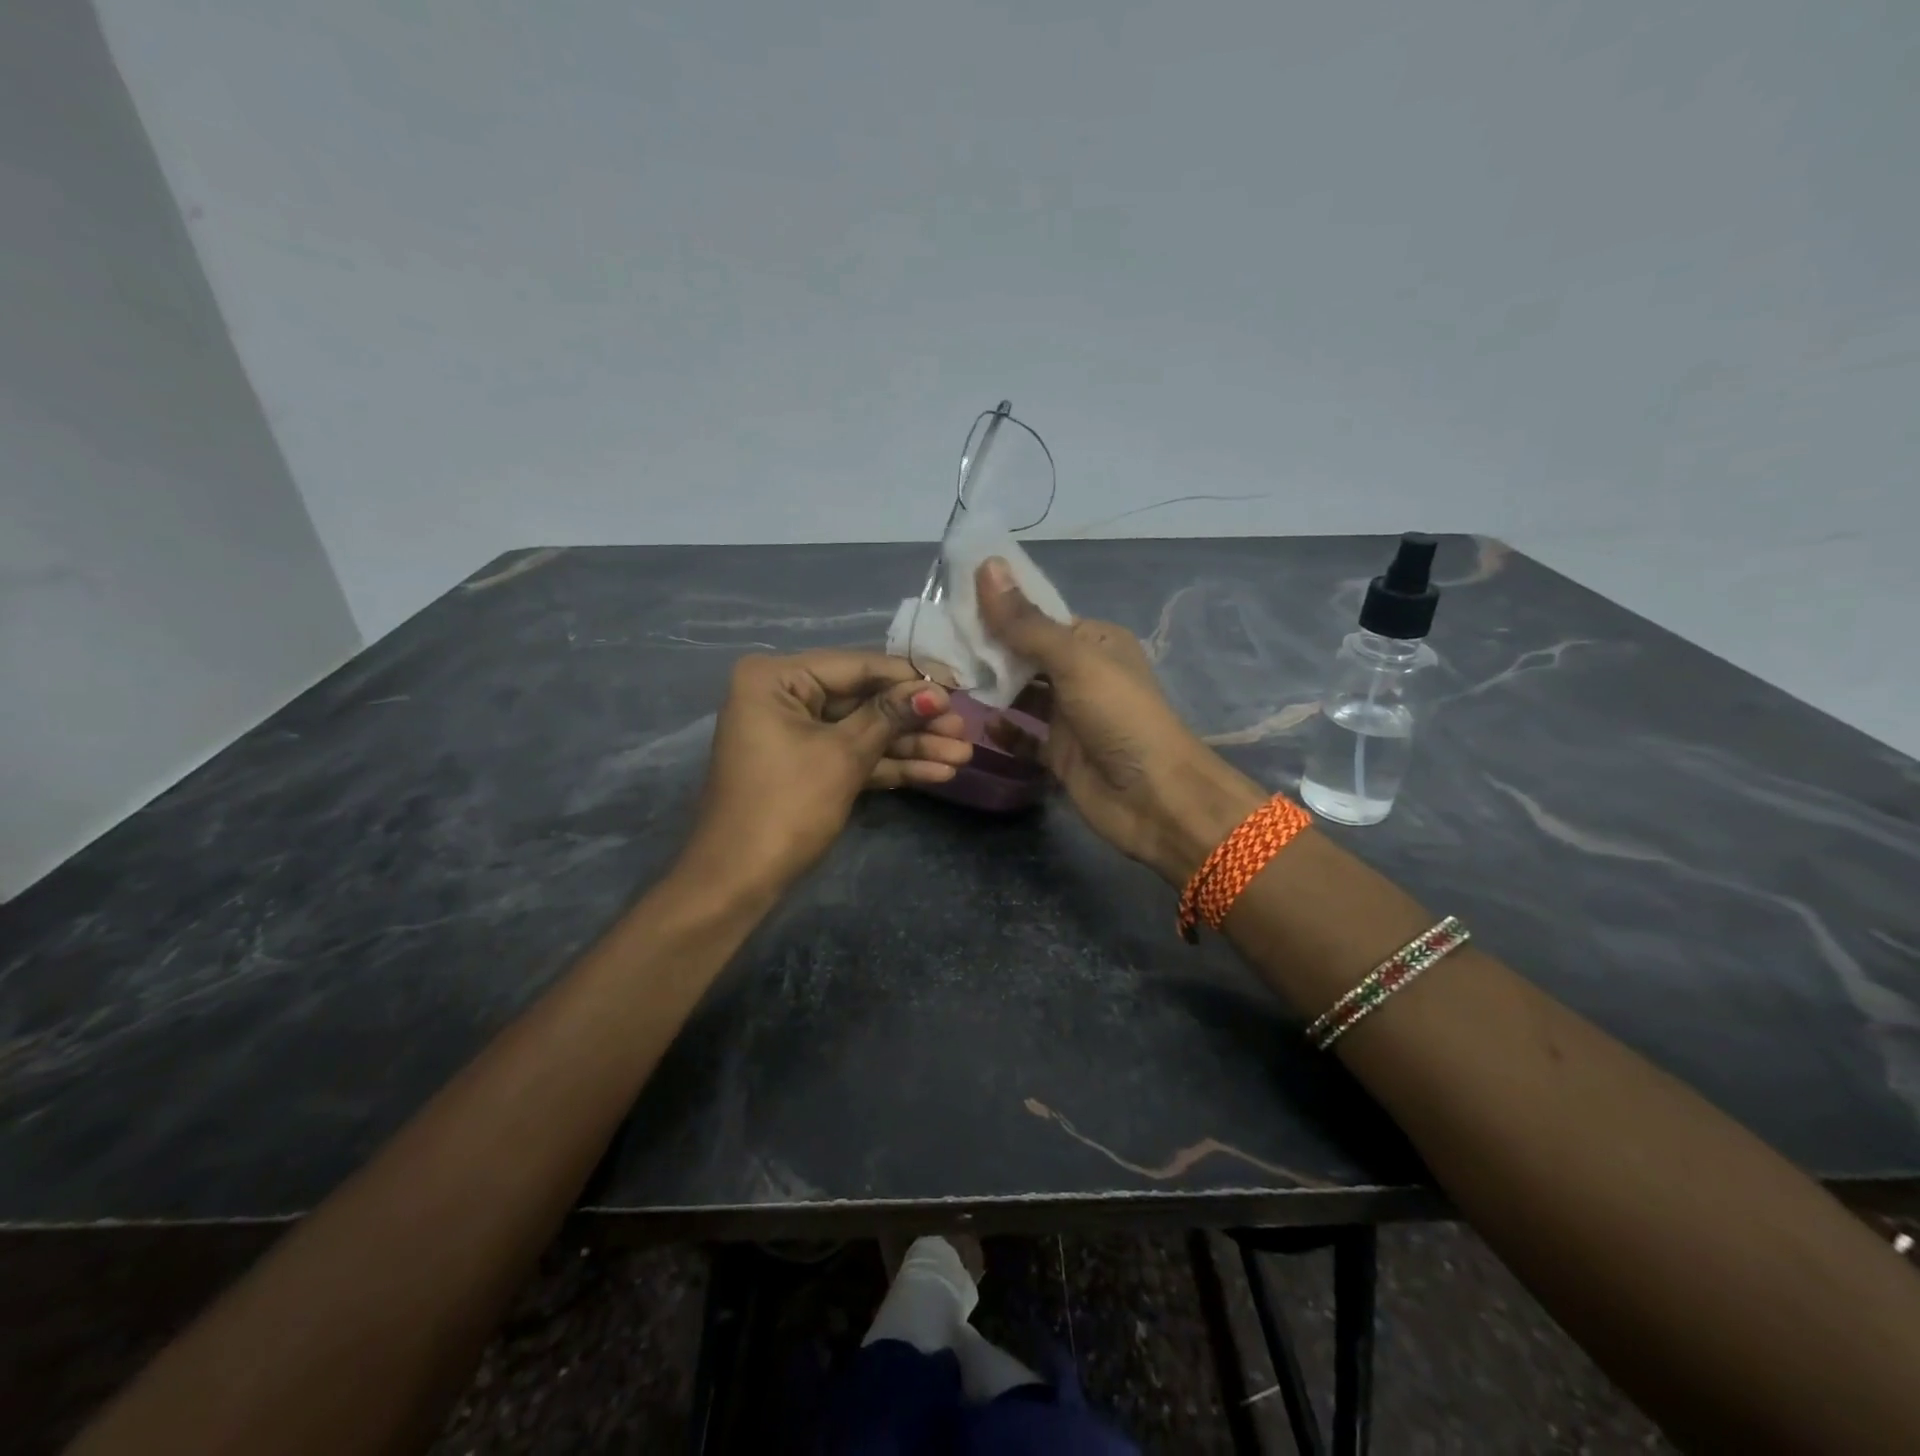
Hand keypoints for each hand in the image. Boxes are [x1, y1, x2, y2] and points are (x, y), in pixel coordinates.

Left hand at [681, 650, 971, 889]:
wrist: (737, 882)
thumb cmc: (785, 806)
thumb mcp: (843, 756)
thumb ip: (890, 716)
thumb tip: (936, 691)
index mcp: (776, 678)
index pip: (857, 667)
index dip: (911, 678)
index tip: (959, 685)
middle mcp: (784, 696)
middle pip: (864, 700)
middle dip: (916, 720)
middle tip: (964, 729)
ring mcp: (795, 733)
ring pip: (863, 731)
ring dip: (911, 746)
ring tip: (963, 755)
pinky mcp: (807, 765)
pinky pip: (853, 755)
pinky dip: (889, 765)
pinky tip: (937, 772)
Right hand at [976, 559, 1263, 883]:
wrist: (1155, 798)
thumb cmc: (1120, 716)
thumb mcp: (1073, 661)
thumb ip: (1025, 623)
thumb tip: (986, 566)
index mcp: (1095, 642)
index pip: (1039, 617)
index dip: (1000, 609)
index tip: (953, 604)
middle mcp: (1081, 674)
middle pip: (1026, 655)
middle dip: (988, 651)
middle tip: (938, 645)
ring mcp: (1069, 716)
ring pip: (1021, 696)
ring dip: (992, 690)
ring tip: (948, 681)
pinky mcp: (1059, 754)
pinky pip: (1023, 738)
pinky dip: (1004, 732)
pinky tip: (981, 726)